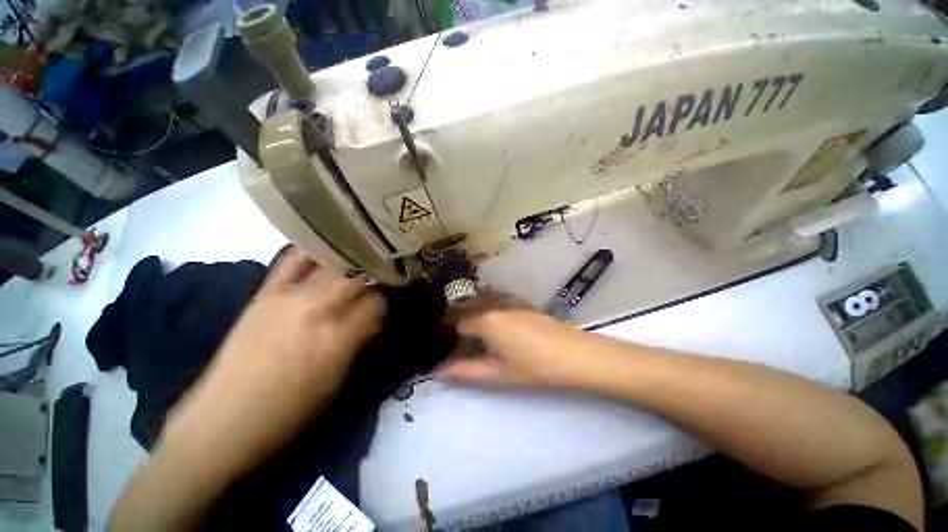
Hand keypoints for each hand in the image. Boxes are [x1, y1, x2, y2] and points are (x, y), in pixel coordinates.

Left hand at [159, 247, 385, 482]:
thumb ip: (362, 337)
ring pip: (334, 262)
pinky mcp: (265, 291)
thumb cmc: (293, 408)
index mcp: (339, 337)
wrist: (226, 418)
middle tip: (381, 278)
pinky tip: (328, 250)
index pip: (378, 302)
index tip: (388, 302)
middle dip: (375, 275)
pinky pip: (295, 257)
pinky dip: (316, 251)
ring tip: (363, 261)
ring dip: (353, 262)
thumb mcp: (341, 376)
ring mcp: (288, 295)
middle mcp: (317, 308)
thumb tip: (376, 314)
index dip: (387, 301)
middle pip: (360, 275)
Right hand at [440, 293, 603, 388]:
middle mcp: (495, 306)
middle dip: (456, 316)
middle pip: (468, 306)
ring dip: (470, 308)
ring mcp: (510, 302)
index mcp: (486, 321)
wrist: (573, 354)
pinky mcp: (522, 304)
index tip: (442, 341)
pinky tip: (490, 316)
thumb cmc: (534, 367)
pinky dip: (486, 304)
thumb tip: (440, 371)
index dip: (448, 333)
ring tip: (467, 324)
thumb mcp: (498, 373)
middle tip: (451, 333)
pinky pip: (496, 299)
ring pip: (482, 299)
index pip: (458, 323)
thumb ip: (466, 371)